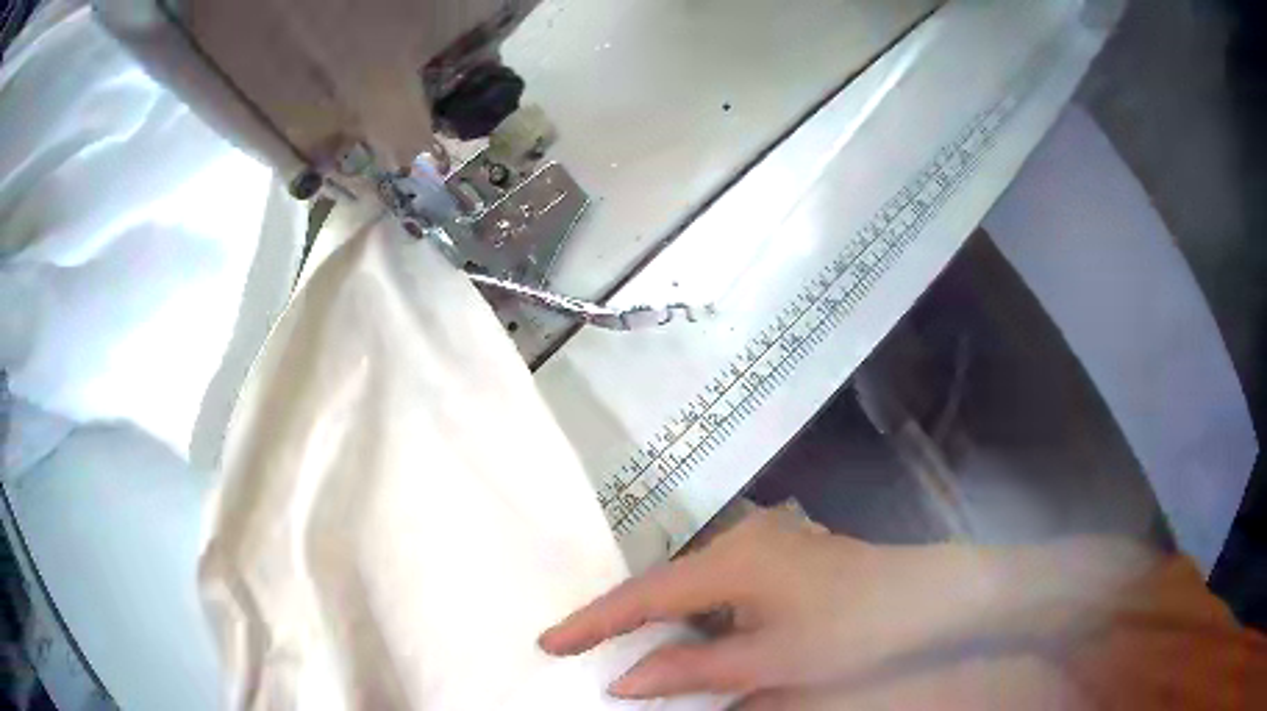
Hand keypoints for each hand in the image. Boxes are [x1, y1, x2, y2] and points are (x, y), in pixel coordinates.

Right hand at [538, 508, 997, 699]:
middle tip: (579, 649)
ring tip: (624, 648)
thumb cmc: (852, 627)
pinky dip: (696, 615)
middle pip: (662, 585)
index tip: (548, 643)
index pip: (643, 596)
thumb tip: (623, 682)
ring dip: (661, 619)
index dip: (592, 623)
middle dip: (620, 620)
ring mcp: (763, 542)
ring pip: (691, 586)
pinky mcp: (781, 554)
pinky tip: (693, 637)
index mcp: (731, 560)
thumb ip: (692, 670)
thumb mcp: (771, 659)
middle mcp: (739, 539)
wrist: (927, 594)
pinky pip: (719, 586)